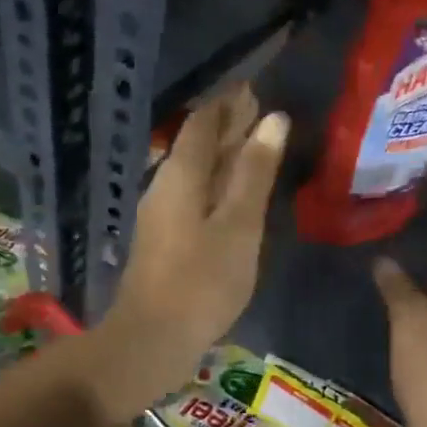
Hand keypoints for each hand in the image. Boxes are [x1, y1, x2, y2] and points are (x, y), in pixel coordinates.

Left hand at [95, 86, 287, 415]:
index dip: (228, 102)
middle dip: (226, 125)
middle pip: (196, 145)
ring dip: (221, 155)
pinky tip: (230, 195)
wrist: (153, 338)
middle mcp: (164, 186)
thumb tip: (274, 119)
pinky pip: (192, 196)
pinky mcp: (163, 241)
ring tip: (252, 146)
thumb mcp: (239, 225)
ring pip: (193, 172)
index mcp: (181, 175)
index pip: (203, 122)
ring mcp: (160, 215)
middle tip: (258, 109)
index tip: (254, 88)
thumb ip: (255, 173)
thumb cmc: (202, 281)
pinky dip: (215, 184)